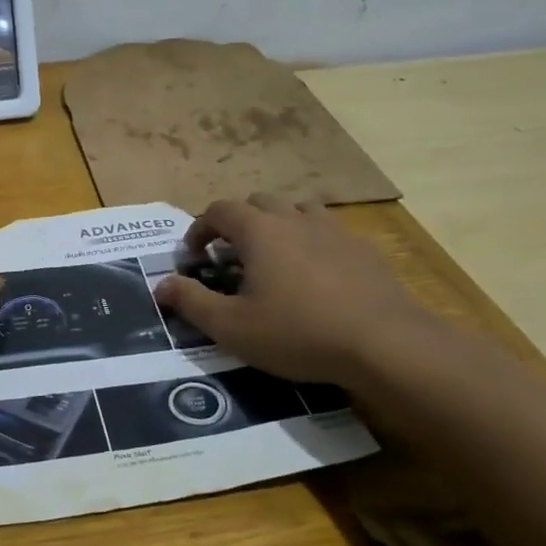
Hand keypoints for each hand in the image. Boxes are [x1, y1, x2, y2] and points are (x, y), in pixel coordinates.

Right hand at [153, 193, 434, 386]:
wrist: (385, 343)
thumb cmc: (297, 333)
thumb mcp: (232, 327)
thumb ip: (191, 302)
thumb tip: (160, 285)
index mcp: (259, 231)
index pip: (219, 210)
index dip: (200, 229)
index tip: (194, 256)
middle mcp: (294, 219)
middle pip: (258, 202)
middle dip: (237, 223)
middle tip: (231, 257)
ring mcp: (334, 230)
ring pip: (297, 210)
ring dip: (277, 225)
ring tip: (274, 259)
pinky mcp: (363, 249)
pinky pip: (328, 232)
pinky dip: (311, 243)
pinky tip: (316, 277)